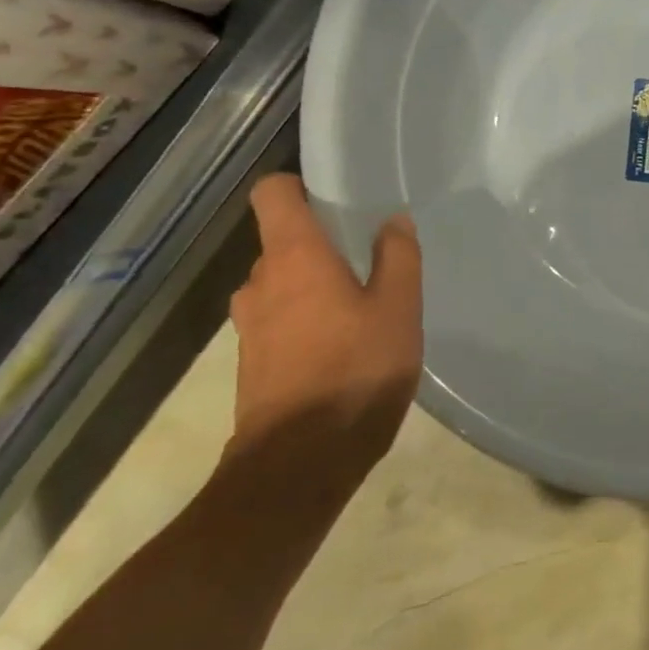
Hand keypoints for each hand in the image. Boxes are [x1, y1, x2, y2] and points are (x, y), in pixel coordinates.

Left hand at [225, 174, 422, 488]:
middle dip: (320, 243)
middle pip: (282, 240)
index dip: (299, 186)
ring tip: (360, 304)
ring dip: (313, 285)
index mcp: (294, 257)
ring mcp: (249, 325)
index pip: (272, 193)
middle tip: (368, 258)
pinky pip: (279, 319)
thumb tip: (392, 220)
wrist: (299, 464)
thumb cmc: (356, 372)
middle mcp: (260, 282)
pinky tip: (342, 344)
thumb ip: (398, 256)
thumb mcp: (399, 308)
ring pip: (282, 284)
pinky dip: (305, 319)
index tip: (335, 196)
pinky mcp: (251, 361)